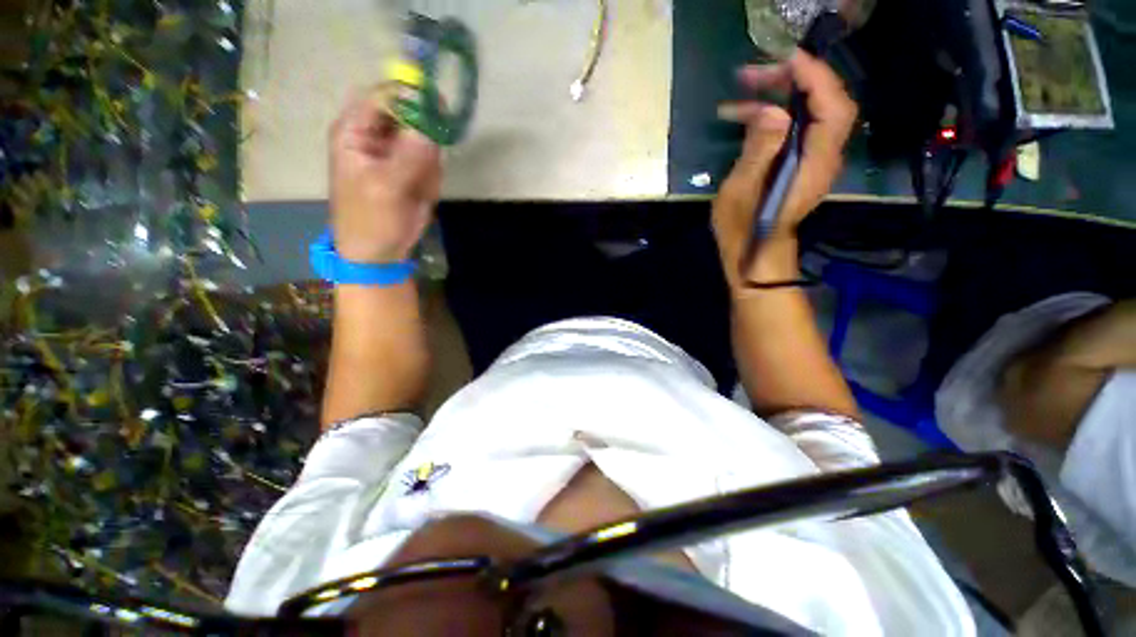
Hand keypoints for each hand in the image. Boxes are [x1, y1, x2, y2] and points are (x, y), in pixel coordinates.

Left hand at [329, 90, 441, 263]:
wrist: (380, 251)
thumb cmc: (370, 220)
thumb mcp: (385, 188)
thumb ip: (408, 157)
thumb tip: (431, 129)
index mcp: (356, 130)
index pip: (384, 96)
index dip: (410, 94)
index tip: (437, 107)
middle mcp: (377, 134)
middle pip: (409, 112)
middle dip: (425, 134)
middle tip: (431, 159)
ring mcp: (398, 151)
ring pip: (426, 137)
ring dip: (430, 161)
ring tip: (419, 187)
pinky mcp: (414, 168)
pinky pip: (433, 159)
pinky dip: (434, 175)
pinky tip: (423, 193)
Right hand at [712, 51, 856, 286]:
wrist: (755, 255)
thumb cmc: (743, 231)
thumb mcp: (740, 194)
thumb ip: (758, 152)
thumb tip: (772, 111)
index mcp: (812, 165)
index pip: (832, 108)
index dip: (815, 77)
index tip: (784, 59)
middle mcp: (823, 157)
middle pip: (826, 103)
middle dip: (795, 80)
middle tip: (754, 74)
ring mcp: (814, 160)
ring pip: (811, 112)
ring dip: (782, 93)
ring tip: (744, 90)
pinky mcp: (801, 162)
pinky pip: (798, 126)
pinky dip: (776, 112)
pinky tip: (747, 115)